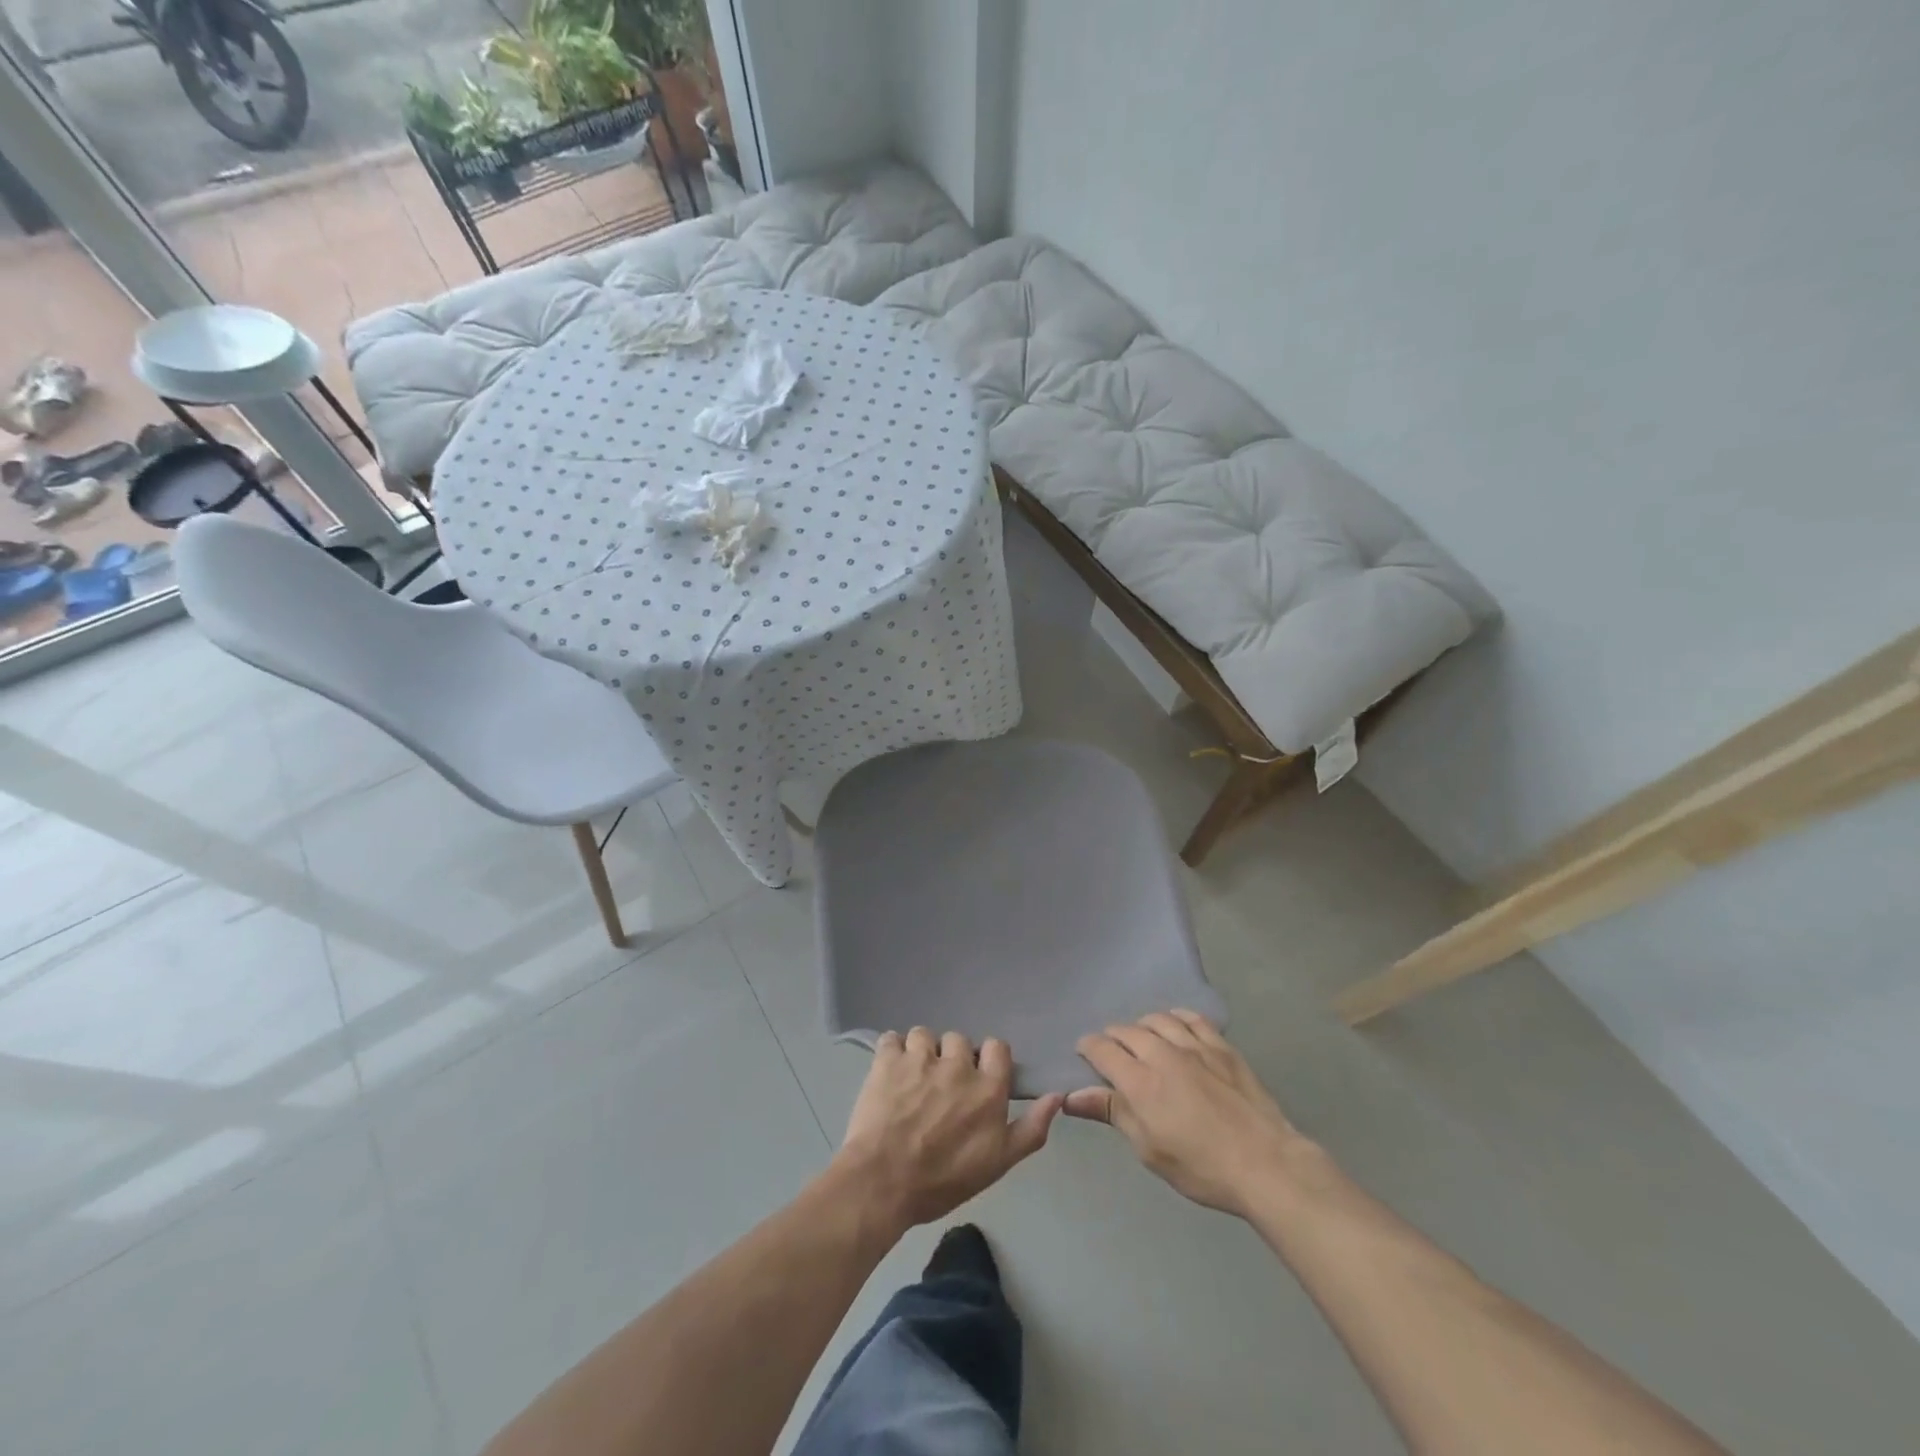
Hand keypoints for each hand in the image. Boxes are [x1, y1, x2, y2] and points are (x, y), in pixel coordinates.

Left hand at [834, 1028, 1063, 1233]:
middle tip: (941, 1086)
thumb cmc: (943, 1180)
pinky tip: (889, 1072)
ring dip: (921, 1052)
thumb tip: (1057, 1096)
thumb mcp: (998, 1163)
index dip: (988, 1060)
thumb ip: (1031, 1128)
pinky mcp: (887, 1060)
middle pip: (959, 1040)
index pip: (997, 1047)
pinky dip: (890, 1051)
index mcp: (987, 1087)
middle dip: (952, 1058)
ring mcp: (920, 1058)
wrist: (883, 1183)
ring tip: (912, 1079)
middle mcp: (957, 1064)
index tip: (977, 1079)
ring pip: (924, 1035)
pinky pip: (891, 1038)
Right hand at [1067, 1011, 1306, 1216]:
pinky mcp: (1221, 1046)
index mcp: (1140, 1082)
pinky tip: (1175, 1024)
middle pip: (1127, 1031)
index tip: (1084, 1054)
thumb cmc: (1201, 1167)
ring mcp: (1195, 1045)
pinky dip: (1176, 1017)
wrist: (1266, 1164)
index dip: (1087, 1048)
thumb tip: (1071, 1097)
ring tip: (1141, 1038)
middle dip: (1112, 1038)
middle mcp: (1163, 1054)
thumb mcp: (1149, 1149)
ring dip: (1142, 1026)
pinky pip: (1192, 1018)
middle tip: (1112, 1052)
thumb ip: (1112, 1113)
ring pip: (1158, 1019)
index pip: (1102, 1049)